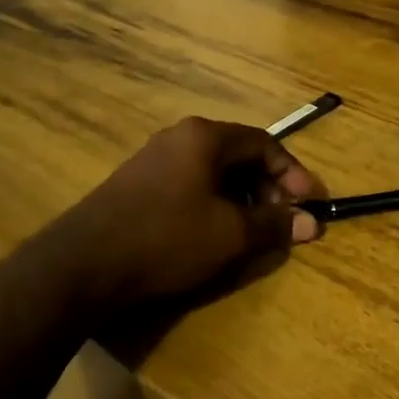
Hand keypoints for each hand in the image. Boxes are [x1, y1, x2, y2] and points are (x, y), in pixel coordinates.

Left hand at [53, 118, 323, 317]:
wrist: (85, 262)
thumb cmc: (167, 238)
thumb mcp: (230, 234)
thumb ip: (274, 224)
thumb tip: (313, 223)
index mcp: (205, 137)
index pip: (264, 143)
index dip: (292, 173)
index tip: (309, 203)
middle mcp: (180, 136)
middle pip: (238, 154)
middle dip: (267, 186)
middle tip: (282, 220)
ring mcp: (154, 157)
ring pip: (213, 170)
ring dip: (241, 196)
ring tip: (252, 229)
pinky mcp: (138, 182)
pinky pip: (190, 182)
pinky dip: (213, 201)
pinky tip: (214, 230)